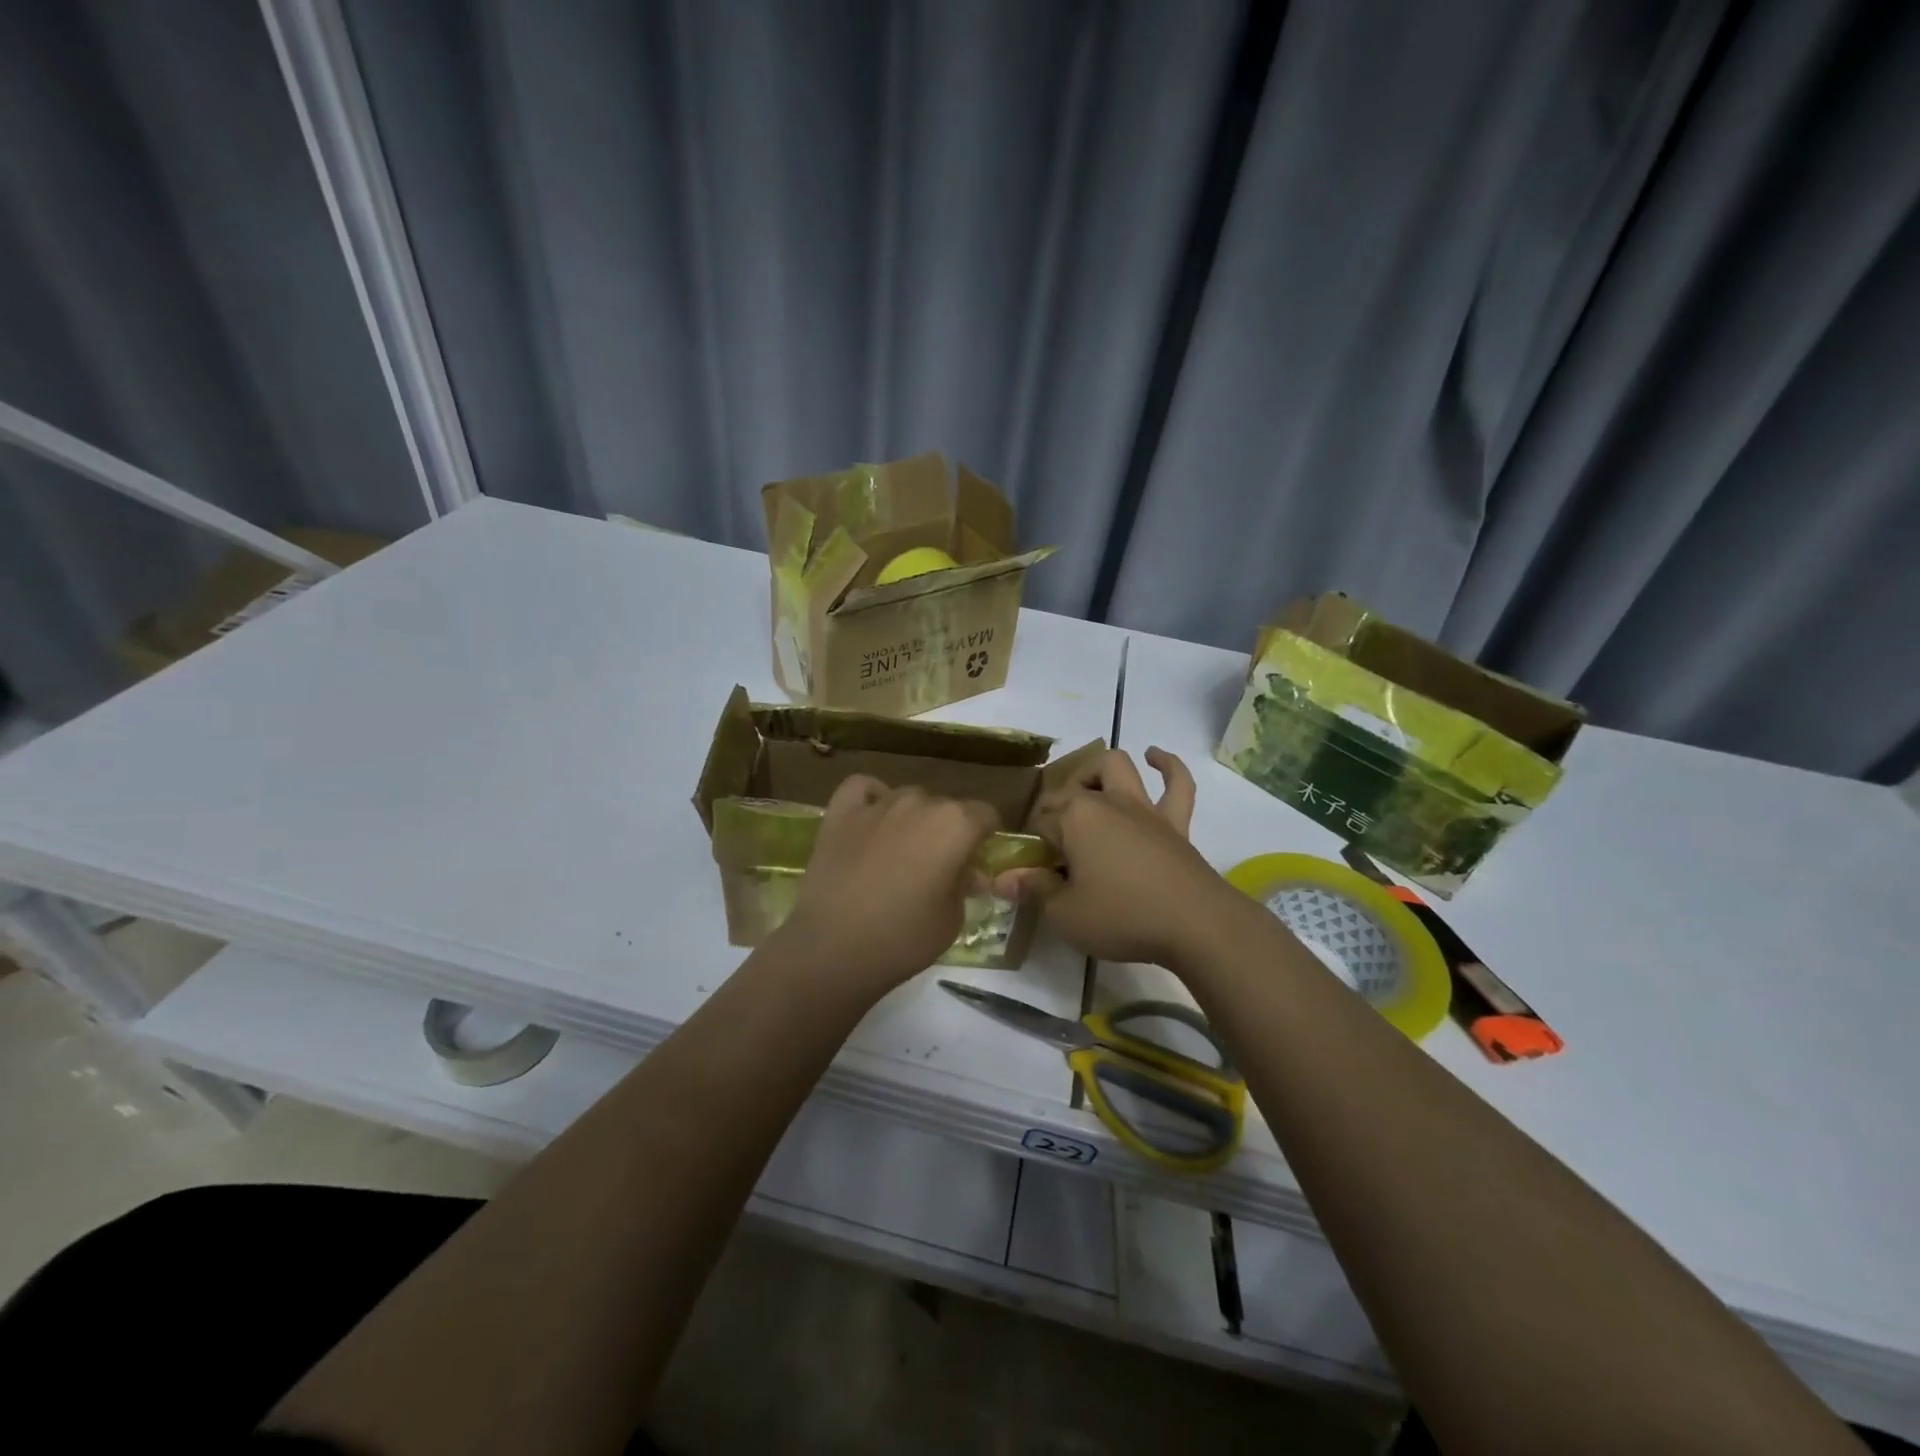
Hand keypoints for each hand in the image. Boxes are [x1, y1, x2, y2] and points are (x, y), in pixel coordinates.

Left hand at [773, 775, 996, 999]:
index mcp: (956, 825)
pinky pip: (863, 788)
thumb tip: (967, 873)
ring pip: (907, 798)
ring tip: (900, 852)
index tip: (975, 862)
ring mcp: (878, 804)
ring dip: (912, 818)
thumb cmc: (904, 938)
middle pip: (945, 807)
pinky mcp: (841, 813)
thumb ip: (964, 885)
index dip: (984, 838)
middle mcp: (920, 803)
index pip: (985, 815)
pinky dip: (871, 797)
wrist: (833, 948)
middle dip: (947, 832)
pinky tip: (871, 819)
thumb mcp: (952, 919)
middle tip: (937, 868)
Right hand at [994, 747, 1240, 966]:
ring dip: (1099, 771)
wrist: (1195, 924)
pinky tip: (1155, 757)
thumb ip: (1034, 889)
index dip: (1034, 846)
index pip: (1040, 822)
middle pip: (1071, 789)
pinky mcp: (1176, 822)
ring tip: (1090, 787)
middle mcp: (1106, 802)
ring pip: (1118, 767)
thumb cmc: (1122, 916)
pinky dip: (1167, 765)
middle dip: (1056, 807)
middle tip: (1056, 843)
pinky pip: (1177, 784)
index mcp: (1074, 819)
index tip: (1034, 873)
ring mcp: (1144, 808)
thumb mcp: (1065, 913)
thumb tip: (1002, 879)